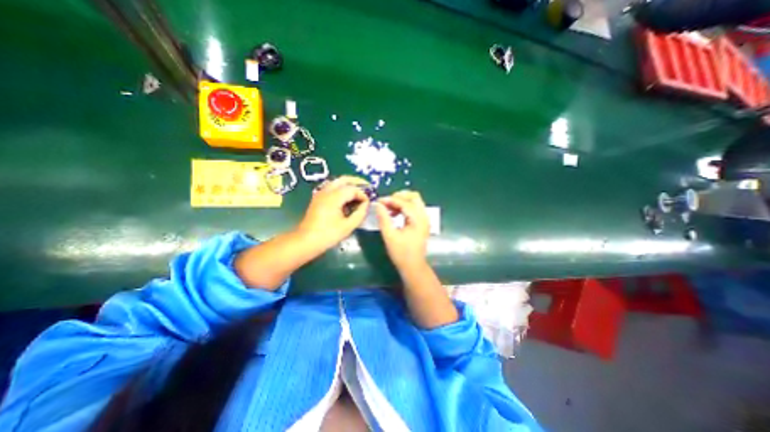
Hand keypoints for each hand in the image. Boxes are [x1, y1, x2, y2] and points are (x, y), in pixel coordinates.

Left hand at [296, 176, 370, 249]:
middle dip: (357, 182)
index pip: (353, 189)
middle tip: (367, 187)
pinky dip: (342, 189)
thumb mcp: (348, 226)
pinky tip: (347, 198)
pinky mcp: (318, 198)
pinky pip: (332, 188)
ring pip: (337, 182)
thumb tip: (366, 204)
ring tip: (359, 192)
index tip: (368, 204)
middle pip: (344, 179)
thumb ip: (360, 213)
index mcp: (334, 197)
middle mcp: (326, 191)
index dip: (363, 195)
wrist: (306, 241)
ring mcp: (320, 193)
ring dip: (349, 185)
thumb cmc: (328, 235)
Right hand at [374, 190, 430, 271]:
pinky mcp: (422, 222)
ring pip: (414, 201)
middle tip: (386, 202)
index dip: (390, 200)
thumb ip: (384, 218)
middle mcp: (424, 216)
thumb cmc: (401, 253)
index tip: (378, 201)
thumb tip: (378, 205)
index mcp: (418, 220)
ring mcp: (424, 219)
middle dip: (399, 196)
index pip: (404, 203)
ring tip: (389, 208)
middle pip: (414, 196)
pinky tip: (394, 214)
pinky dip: (405, 207)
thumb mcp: (389, 236)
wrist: (413, 266)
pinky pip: (414, 208)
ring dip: (402, 201)